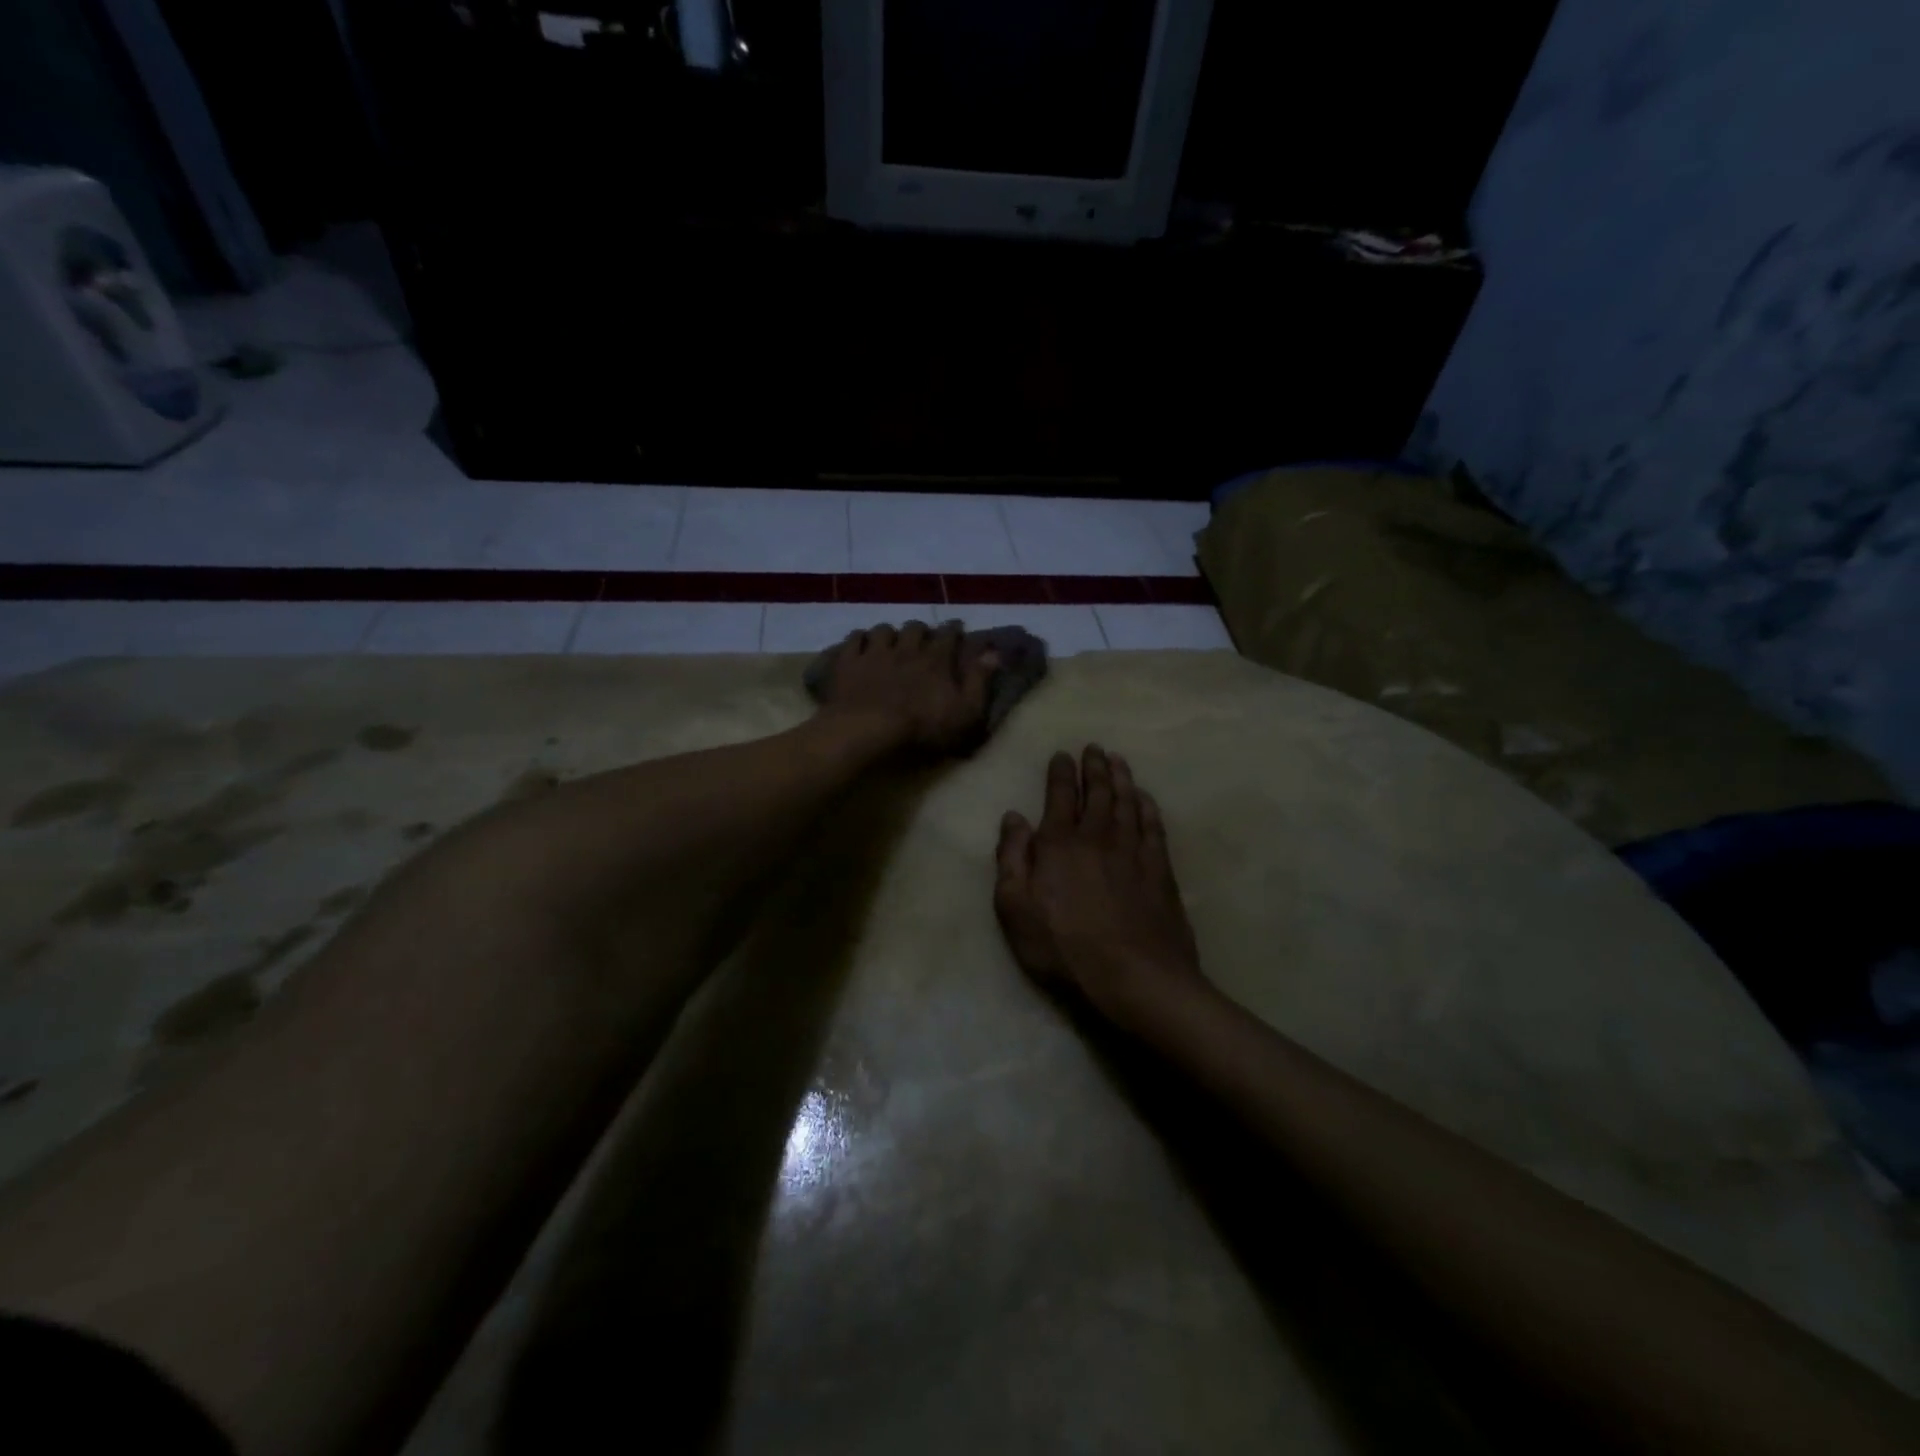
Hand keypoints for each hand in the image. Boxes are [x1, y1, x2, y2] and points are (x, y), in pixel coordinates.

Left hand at [817, 621, 998, 756]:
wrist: (868, 729)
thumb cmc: (922, 726)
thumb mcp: (964, 712)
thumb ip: (979, 681)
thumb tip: (993, 653)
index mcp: (936, 659)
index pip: (950, 635)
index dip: (955, 630)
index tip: (958, 629)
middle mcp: (907, 648)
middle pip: (915, 627)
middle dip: (921, 630)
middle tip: (922, 639)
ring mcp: (875, 653)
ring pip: (884, 630)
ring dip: (889, 634)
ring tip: (890, 642)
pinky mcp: (849, 662)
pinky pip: (854, 639)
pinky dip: (859, 640)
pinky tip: (861, 646)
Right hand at [994, 744, 1207, 1028]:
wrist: (1135, 976)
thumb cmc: (1064, 948)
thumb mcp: (1015, 909)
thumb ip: (1011, 858)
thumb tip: (1013, 817)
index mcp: (1059, 843)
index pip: (1059, 796)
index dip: (1060, 772)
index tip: (1062, 755)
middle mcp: (1097, 836)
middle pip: (1097, 792)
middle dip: (1094, 767)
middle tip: (1094, 748)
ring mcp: (1133, 851)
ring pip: (1127, 802)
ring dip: (1121, 778)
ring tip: (1118, 760)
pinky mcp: (1160, 869)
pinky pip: (1153, 826)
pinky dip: (1148, 806)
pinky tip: (1145, 798)